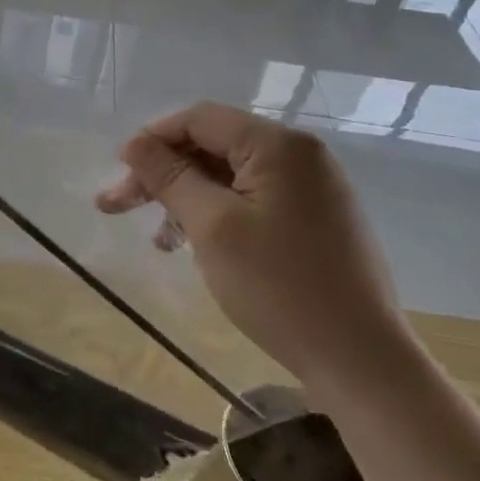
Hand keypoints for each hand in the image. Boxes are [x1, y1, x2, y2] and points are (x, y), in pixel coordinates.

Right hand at [95, 102, 407, 395]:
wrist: (361, 361)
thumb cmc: (279, 286)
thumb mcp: (211, 225)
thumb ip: (169, 176)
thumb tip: (134, 143)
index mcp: (279, 145)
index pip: (200, 119)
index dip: (152, 140)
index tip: (119, 172)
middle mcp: (300, 155)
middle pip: (214, 146)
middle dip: (163, 173)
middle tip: (118, 205)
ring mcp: (313, 188)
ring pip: (231, 176)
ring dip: (186, 197)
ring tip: (158, 239)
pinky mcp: (317, 219)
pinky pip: (254, 200)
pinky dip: (218, 214)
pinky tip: (194, 245)